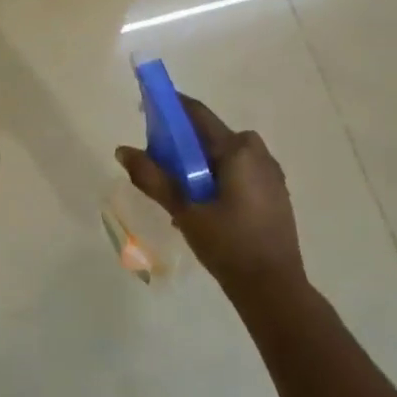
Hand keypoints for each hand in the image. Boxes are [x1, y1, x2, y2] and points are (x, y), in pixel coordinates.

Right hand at [116, 94, 304, 291]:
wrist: (274, 290)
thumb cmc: (228, 245)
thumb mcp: (185, 210)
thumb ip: (153, 177)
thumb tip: (122, 150)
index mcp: (238, 149)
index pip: (197, 114)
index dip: (169, 107)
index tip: (144, 109)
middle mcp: (258, 152)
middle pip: (209, 135)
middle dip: (180, 144)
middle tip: (155, 163)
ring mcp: (270, 173)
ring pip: (223, 155)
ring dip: (197, 164)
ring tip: (175, 190)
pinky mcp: (274, 192)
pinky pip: (237, 171)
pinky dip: (215, 177)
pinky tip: (201, 204)